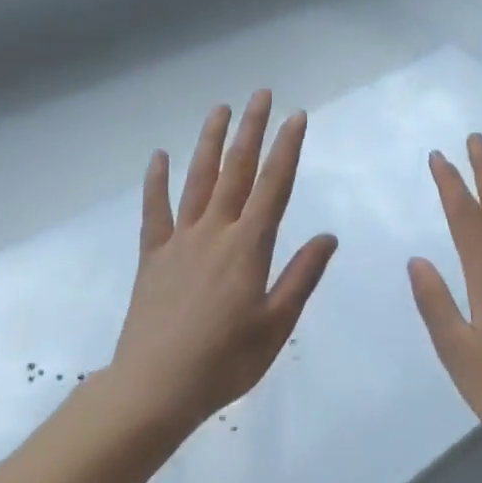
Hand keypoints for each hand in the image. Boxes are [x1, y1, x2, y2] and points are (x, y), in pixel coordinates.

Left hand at [109, 90, 338, 433]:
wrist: (154, 388)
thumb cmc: (224, 362)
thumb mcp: (276, 326)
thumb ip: (301, 276)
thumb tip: (328, 236)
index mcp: (248, 247)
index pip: (273, 186)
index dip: (287, 148)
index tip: (296, 116)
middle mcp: (214, 232)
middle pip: (237, 170)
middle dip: (251, 129)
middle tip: (261, 94)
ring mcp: (180, 240)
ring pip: (197, 180)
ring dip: (210, 142)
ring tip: (220, 109)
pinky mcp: (153, 255)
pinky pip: (155, 211)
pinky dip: (157, 182)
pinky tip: (159, 156)